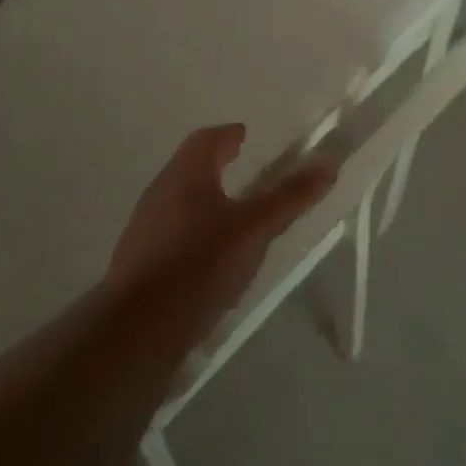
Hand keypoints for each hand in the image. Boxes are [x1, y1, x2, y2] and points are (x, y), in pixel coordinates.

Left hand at [107, 124, 337, 328]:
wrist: (137, 330)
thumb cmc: (200, 263)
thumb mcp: (256, 228)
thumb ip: (290, 196)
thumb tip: (329, 162)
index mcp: (185, 174)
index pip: (205, 140)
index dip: (227, 136)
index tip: (244, 136)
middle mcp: (159, 193)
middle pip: (189, 168)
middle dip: (214, 166)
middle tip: (240, 168)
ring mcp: (143, 230)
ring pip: (177, 202)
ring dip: (203, 200)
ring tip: (230, 214)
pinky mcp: (138, 265)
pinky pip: (170, 235)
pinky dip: (192, 232)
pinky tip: (208, 258)